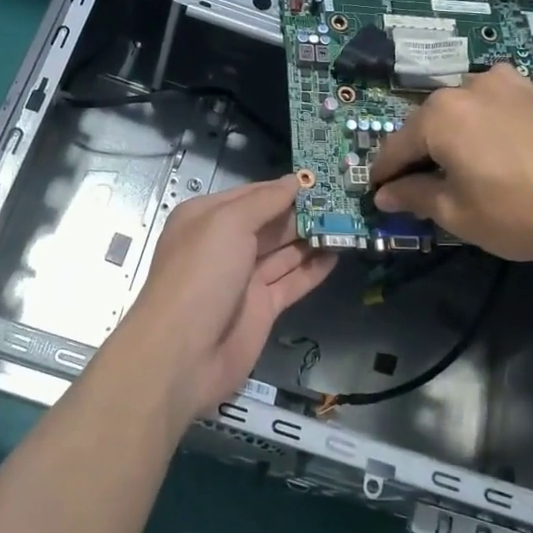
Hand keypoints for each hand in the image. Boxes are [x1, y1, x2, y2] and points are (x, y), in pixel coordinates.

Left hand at [104, 176, 335, 421]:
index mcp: (207, 218)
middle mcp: (225, 244)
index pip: (252, 195)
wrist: (183, 353)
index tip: (322, 179)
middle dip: (303, 212)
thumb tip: (294, 181)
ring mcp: (244, 278)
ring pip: (284, 251)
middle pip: (270, 222)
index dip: (284, 188)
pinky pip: (292, 282)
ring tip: (349, 223)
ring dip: (313, 238)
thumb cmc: (200, 275)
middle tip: (345, 201)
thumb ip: (263, 201)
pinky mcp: (262, 307)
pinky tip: (338, 254)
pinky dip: (314, 269)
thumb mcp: (227, 224)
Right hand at [369, 62, 532, 262]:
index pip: (395, 147)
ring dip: (451, 140)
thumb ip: (414, 197)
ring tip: (463, 173)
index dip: (384, 176)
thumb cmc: (523, 211)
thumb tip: (384, 194)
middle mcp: (465, 87)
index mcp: (439, 115)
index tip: (379, 196)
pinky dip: (481, 128)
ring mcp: (503, 83)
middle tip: (423, 191)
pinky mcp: (532, 90)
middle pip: (426, 125)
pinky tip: (495, 155)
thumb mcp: (458, 214)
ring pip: (459, 114)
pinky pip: (490, 107)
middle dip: (419, 156)